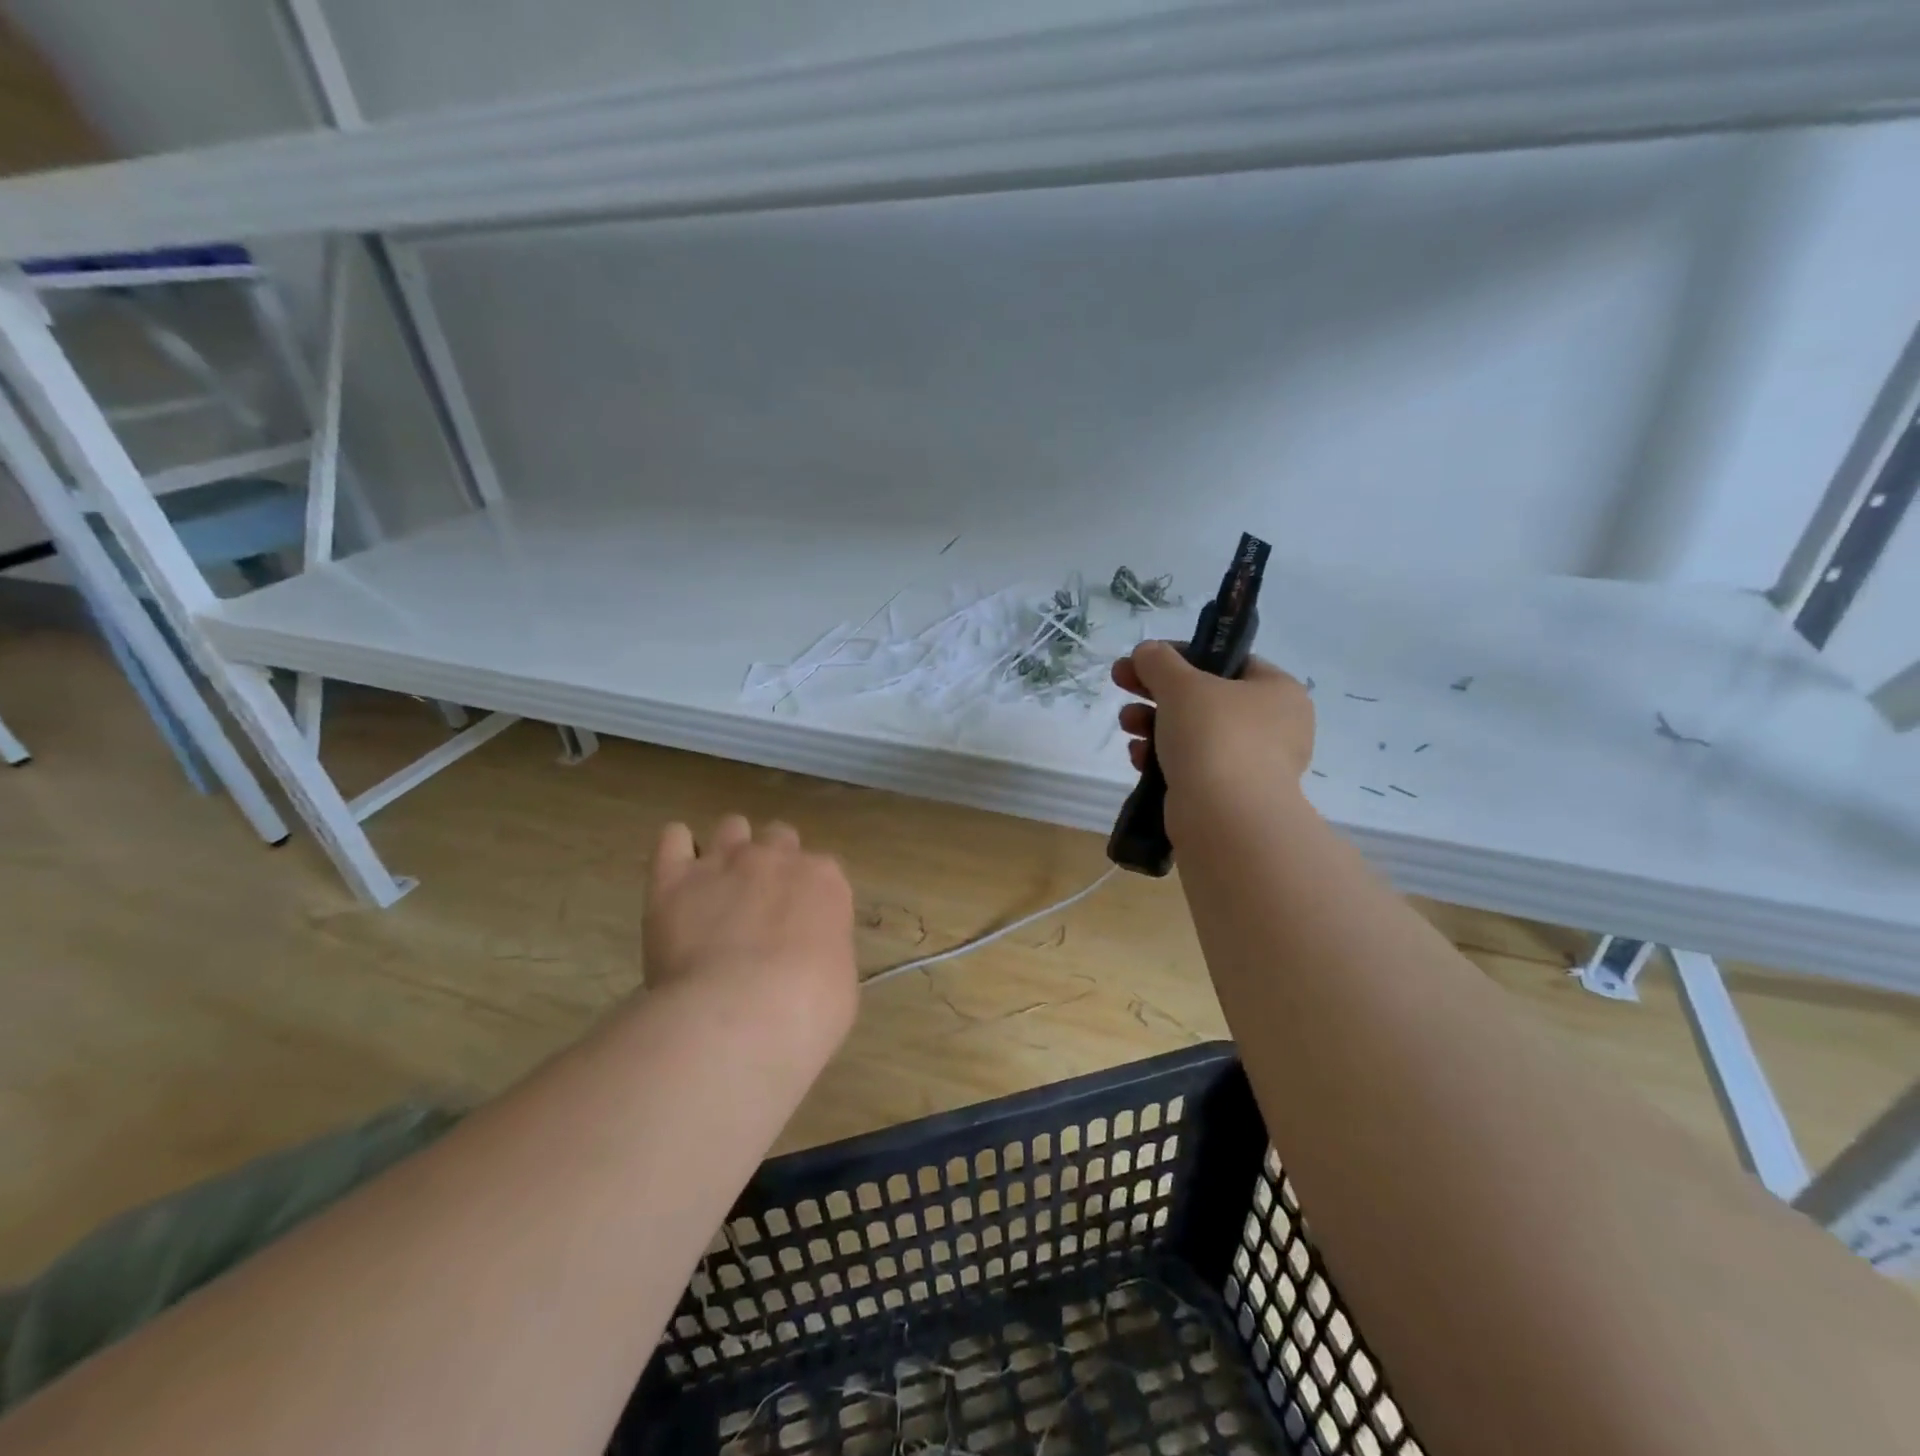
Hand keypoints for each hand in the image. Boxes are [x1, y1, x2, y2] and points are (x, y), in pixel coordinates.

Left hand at [645, 815, 858, 1050]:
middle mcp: (777, 857)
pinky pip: (672, 837)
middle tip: (758, 906)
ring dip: (727, 851)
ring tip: (716, 889)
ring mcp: (725, 861)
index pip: (821, 869)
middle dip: (770, 864)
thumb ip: (826, 950)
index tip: (798, 926)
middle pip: (779, 837)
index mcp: (825, 881)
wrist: (740, 1015)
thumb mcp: (840, 982)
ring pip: (731, 827)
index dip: (807, 895)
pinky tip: (677, 878)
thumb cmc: (807, 1010)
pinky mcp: (673, 877)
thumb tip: (810, 955)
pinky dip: (676, 851)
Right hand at [1113, 640, 1315, 835]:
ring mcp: (1254, 765)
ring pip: (1194, 734)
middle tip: (1121, 684)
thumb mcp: (1181, 685)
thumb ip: (1160, 661)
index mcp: (1278, 691)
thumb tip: (1146, 652)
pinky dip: (1163, 758)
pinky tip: (1138, 758)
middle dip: (1157, 692)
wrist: (1225, 817)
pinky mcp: (1230, 796)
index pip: (1227, 661)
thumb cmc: (1214, 736)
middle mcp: (1274, 726)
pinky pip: (1192, 766)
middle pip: (1205, 698)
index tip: (1142, 660)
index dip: (1180, 656)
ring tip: (1127, 725)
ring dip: (1154, 724)